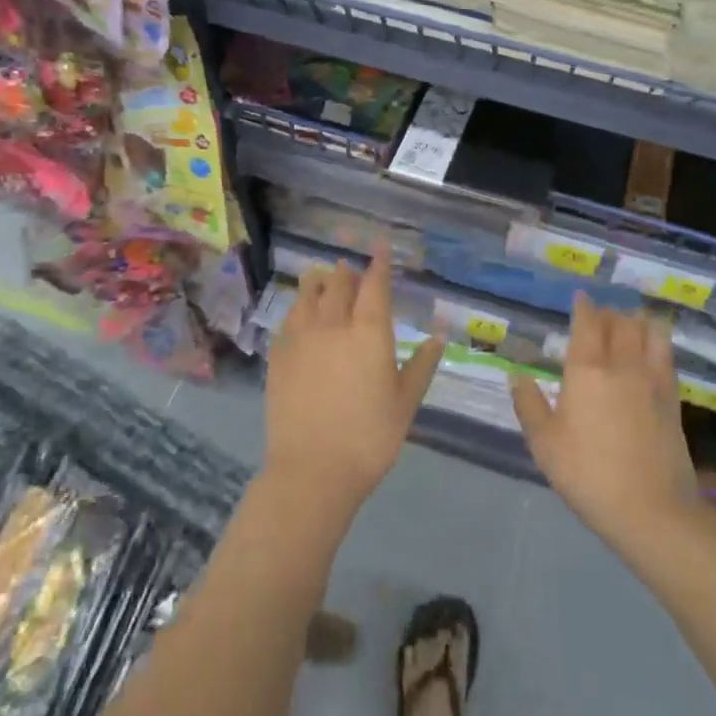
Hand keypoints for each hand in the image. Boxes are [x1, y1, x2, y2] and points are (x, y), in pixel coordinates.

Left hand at [265, 245, 445, 509]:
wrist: (313, 469)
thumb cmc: (370, 436)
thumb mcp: (405, 402)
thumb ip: (421, 365)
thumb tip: (437, 337)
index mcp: (369, 332)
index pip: (374, 285)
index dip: (379, 264)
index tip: (380, 247)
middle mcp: (333, 325)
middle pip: (339, 285)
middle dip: (347, 273)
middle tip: (351, 266)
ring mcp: (301, 339)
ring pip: (308, 297)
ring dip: (318, 283)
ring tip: (321, 275)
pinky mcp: (279, 357)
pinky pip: (288, 321)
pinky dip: (297, 309)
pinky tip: (298, 313)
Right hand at [512, 295, 703, 554]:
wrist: (651, 508)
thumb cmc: (588, 474)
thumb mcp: (545, 444)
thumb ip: (529, 405)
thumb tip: (517, 376)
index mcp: (586, 370)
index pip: (587, 324)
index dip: (584, 306)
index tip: (580, 297)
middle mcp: (622, 364)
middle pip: (620, 322)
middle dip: (609, 312)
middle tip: (600, 313)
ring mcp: (652, 379)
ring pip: (648, 332)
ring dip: (636, 320)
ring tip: (628, 321)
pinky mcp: (673, 397)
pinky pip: (666, 354)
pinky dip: (657, 340)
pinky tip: (652, 347)